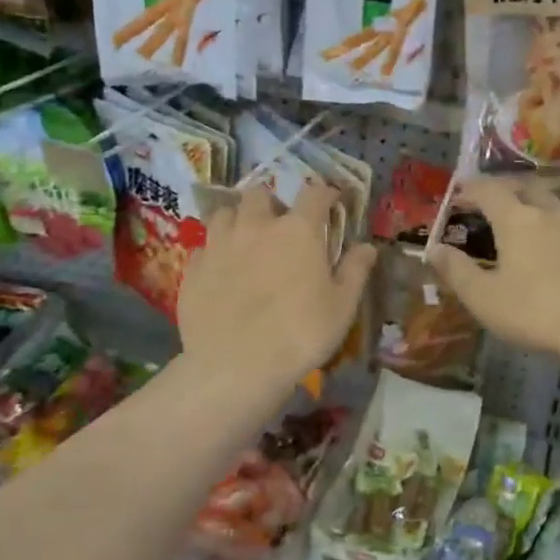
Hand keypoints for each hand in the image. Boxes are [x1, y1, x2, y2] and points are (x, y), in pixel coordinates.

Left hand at [180, 182, 375, 384]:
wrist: (236, 366)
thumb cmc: (300, 333)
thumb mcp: (342, 306)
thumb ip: (355, 270)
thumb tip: (367, 246)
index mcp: (297, 231)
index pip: (314, 193)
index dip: (325, 193)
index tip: (331, 200)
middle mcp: (256, 227)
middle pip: (260, 194)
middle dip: (272, 203)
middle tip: (280, 225)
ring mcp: (218, 245)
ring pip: (225, 213)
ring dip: (238, 220)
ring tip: (246, 240)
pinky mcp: (192, 269)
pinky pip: (203, 247)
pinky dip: (215, 251)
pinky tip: (222, 270)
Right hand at [429, 177, 559, 365]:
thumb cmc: (537, 312)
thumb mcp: (485, 298)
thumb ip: (457, 271)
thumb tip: (434, 249)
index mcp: (518, 219)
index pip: (489, 190)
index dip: (470, 188)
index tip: (458, 193)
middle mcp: (551, 212)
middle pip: (525, 187)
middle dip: (504, 190)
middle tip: (490, 203)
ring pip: (553, 205)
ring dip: (533, 208)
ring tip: (523, 227)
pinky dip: (556, 228)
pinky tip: (556, 251)